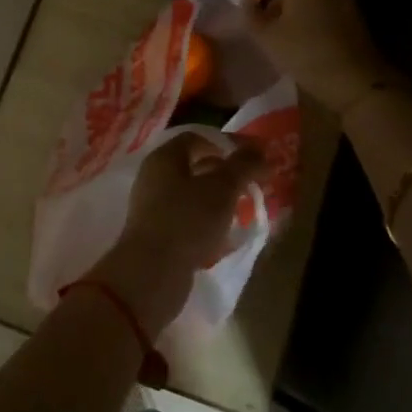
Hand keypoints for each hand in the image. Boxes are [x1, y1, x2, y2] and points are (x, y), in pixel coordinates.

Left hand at [90, 133, 264, 336]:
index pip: (197, 138)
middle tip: (251, 185)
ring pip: (190, 194)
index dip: (226, 144)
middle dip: (224, 173)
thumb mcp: (222, 188)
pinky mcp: (155, 233)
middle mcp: (153, 177)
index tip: (252, 159)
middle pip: (193, 165)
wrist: (152, 273)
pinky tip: (223, 235)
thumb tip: (261, 150)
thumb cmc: (188, 220)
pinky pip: (185, 218)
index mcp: (164, 157)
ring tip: (242, 210)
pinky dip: (205, 221)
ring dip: (216, 199)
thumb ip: (243, 166)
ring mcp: (151, 206)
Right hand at [245, 0, 398, 114]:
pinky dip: (311, 14)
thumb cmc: (305, 52)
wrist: (355, 79)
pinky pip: (325, 4)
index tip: (248, 10)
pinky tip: (303, 37)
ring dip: (293, 7)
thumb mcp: (266, 37)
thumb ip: (252, 18)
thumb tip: (250, 9)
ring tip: (281, 32)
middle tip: (262, 22)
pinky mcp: (355, 11)